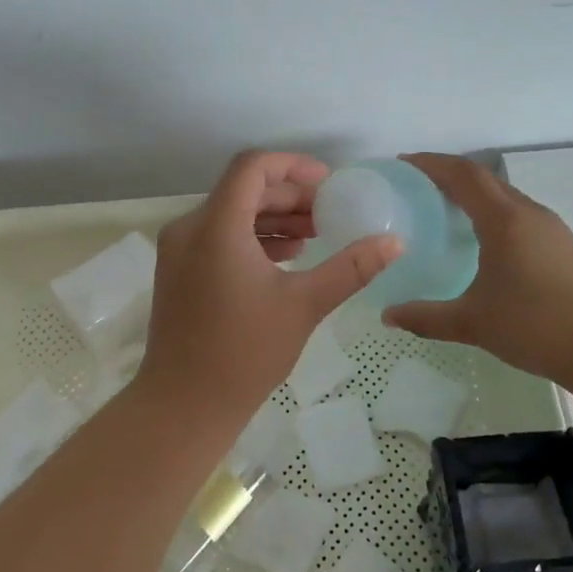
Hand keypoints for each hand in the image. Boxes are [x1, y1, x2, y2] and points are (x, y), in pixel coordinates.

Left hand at [140, 151, 399, 413]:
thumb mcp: (304, 305)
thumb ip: (350, 268)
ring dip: (272, 218)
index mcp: (216, 226)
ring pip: (230, 214)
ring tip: (315, 235)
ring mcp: (179, 250)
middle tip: (329, 213)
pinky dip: (252, 238)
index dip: (293, 165)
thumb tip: (394, 242)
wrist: (183, 406)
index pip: (252, 167)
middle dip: (289, 197)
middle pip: (243, 190)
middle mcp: (189, 228)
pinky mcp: (178, 271)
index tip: (328, 182)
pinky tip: (286, 257)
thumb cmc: (244, 353)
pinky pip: (218, 237)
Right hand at [382, 153, 572, 388]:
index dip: (431, 164)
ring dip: (474, 194)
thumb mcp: (472, 323)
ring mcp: (552, 228)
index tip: (403, 163)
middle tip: (418, 185)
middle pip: (484, 179)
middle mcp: (529, 213)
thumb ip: (425, 317)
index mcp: (504, 221)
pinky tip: (486, 241)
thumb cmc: (535, 327)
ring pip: (505, 196)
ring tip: (447, 209)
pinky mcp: (565, 246)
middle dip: (449, 174)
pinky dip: (494, 213)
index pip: (463, 175)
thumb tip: (388, 316)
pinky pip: (520, 214)